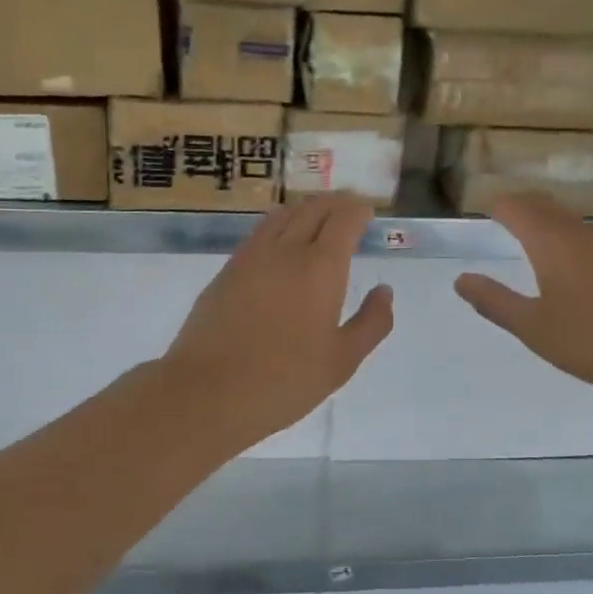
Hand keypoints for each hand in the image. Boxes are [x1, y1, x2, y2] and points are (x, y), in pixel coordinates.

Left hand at [163, 196, 393, 448]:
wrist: (208, 391)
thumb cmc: (285, 380)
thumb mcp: (342, 361)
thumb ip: (371, 322)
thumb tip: (384, 291)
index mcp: (321, 267)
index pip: (344, 218)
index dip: (359, 210)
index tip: (368, 213)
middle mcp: (286, 249)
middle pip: (313, 208)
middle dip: (335, 202)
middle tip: (349, 208)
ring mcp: (251, 257)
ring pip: (282, 215)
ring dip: (305, 209)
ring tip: (317, 218)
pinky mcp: (226, 271)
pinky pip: (259, 233)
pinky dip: (279, 226)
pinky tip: (280, 245)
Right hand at [455, 194, 592, 402]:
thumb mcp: (536, 328)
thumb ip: (496, 302)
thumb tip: (461, 279)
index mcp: (552, 242)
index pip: (517, 207)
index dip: (496, 205)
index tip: (480, 208)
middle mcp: (582, 234)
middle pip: (546, 206)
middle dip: (520, 206)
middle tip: (501, 213)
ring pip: (571, 221)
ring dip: (547, 221)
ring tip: (531, 235)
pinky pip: (591, 238)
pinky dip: (570, 239)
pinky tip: (573, 264)